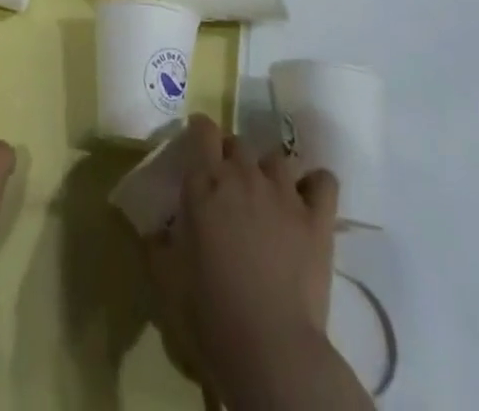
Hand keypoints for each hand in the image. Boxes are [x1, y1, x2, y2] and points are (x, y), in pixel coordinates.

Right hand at [143, 114, 371, 410]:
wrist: (270, 349)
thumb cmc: (209, 312)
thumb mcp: (165, 278)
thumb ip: (157, 243)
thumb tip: (155, 229)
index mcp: (204, 182)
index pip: (203, 130)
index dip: (200, 132)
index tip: (197, 145)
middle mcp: (243, 175)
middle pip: (238, 143)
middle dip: (231, 157)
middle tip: (228, 187)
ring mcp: (283, 193)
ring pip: (276, 159)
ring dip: (268, 172)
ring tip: (267, 197)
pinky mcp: (317, 219)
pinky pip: (323, 182)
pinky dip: (316, 185)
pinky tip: (309, 199)